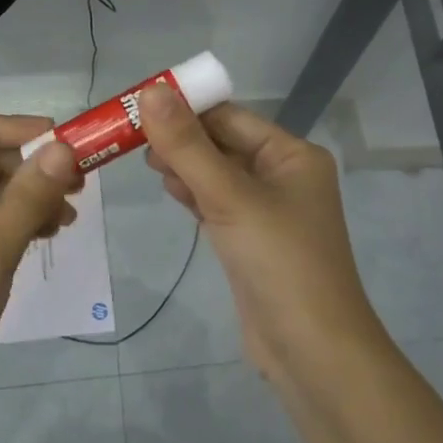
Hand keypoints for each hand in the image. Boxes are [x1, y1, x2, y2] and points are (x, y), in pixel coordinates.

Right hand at [140, 87, 382, 375]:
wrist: (311, 350)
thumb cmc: (278, 262)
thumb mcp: (230, 197)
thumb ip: (187, 146)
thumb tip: (151, 91)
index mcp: (292, 155)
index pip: (231, 117)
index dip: (186, 107)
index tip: (138, 104)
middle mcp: (284, 176)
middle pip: (223, 144)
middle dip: (181, 138)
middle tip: (131, 137)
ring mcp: (268, 211)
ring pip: (217, 175)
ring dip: (184, 165)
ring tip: (144, 160)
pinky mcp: (251, 240)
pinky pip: (218, 204)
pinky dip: (193, 194)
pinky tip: (168, 187)